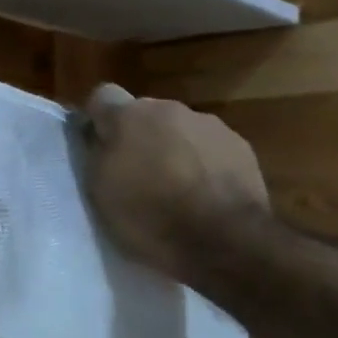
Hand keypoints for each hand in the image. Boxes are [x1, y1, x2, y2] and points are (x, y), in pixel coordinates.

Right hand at [83, 83, 270, 277]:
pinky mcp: (241, 146)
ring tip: (174, 187)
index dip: (98, 119)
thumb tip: (97, 135)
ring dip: (172, 148)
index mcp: (129, 115)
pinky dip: (202, 163)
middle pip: (144, 113)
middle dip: (138, 135)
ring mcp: (209, 125)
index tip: (97, 146)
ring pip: (179, 129)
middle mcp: (169, 108)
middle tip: (135, 172)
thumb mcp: (99, 190)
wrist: (225, 241)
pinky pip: (209, 147)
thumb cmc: (150, 216)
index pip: (102, 96)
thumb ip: (96, 152)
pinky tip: (204, 194)